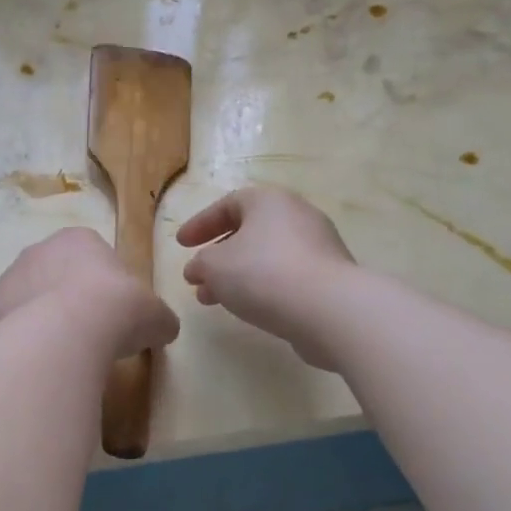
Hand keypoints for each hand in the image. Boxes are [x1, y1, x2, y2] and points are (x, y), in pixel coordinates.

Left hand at [0, 228, 180, 360]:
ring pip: (28, 300)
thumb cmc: (119, 309)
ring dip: (41, 319)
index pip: (91, 257)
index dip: (103, 287)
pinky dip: (20, 341)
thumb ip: (158, 318)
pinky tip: (37, 359)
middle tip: (86, 334)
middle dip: (67, 300)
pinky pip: (8, 326)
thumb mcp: (156, 315)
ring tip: (61, 352)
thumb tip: (162, 329)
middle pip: (54, 276)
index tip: (112, 315)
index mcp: (78, 239)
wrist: (70, 331)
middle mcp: (38, 250)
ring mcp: (9, 278)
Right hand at [177, 187, 356, 369]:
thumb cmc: (263, 274)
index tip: (181, 245)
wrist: (328, 309)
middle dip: (218, 255)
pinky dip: (261, 287)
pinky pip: (286, 276)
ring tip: (213, 300)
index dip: (200, 224)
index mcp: (269, 201)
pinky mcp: (329, 277)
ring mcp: (318, 246)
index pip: (227, 204)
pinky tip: (247, 308)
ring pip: (266, 257)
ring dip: (236, 275)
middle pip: (249, 231)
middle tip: (197, 277)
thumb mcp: (214, 266)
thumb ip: (200, 264)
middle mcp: (297, 215)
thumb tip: (198, 269)